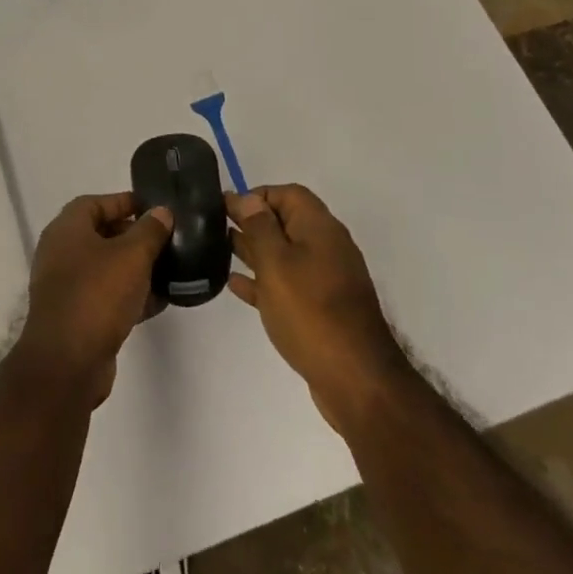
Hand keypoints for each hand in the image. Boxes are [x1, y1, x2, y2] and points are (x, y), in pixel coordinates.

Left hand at [13, 192, 172, 406]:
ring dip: (135, 268)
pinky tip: (159, 301)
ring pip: (106, 268)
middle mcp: (61, 253)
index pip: (96, 203)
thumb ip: (150, 230)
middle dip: (134, 235)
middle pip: (101, 234)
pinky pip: (106, 296)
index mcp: (67, 229)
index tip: (155, 209)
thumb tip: (161, 212)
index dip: (125, 202)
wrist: (67, 363)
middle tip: (166, 239)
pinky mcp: (76, 316)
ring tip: (169, 269)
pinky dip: (129, 295)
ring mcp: (66, 286)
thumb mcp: (132, 255)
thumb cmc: (98, 295)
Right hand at [227, 185, 408, 432]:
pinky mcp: (321, 309)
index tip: (227, 208)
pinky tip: (237, 285)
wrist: (356, 379)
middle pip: (286, 222)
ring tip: (220, 250)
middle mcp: (326, 247)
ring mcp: (325, 280)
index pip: (288, 194)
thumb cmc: (310, 312)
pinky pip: (288, 284)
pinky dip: (264, 280)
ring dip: (255, 251)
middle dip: (253, 222)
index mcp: (319, 228)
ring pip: (285, 254)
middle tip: (216, 227)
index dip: (257, 195)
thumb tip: (246, 197)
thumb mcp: (276, 263)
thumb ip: (259, 227)